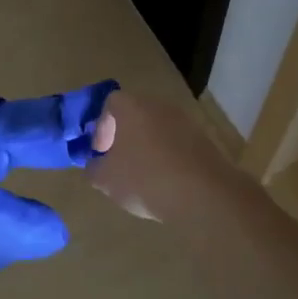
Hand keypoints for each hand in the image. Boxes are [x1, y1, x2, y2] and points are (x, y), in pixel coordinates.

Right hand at [89, 90, 246, 222]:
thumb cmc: (145, 179)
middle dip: (124, 137)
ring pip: (157, 130)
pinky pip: (176, 144)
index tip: (101, 152)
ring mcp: (185, 122)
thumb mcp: (106, 180)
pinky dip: (167, 157)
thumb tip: (96, 165)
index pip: (111, 103)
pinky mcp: (204, 141)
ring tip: (141, 176)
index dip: (101, 127)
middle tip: (118, 162)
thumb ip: (94, 168)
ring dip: (146, 148)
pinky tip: (164, 182)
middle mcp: (159, 107)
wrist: (203, 194)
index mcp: (132, 108)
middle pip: (136, 115)